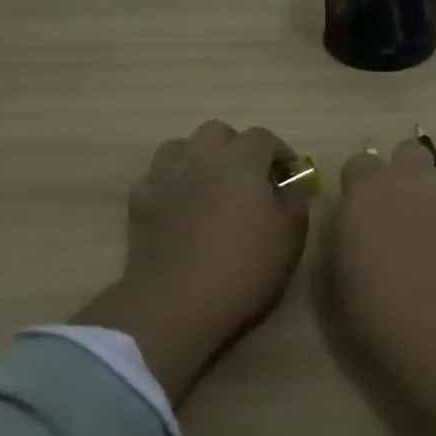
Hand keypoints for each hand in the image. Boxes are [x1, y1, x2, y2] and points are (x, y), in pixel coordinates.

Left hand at [78, 121, 311, 404]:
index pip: (263, 137)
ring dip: (199, 157)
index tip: (288, 171)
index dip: (279, 151)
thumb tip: (290, 183)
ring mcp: (165, 176)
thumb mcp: (291, 235)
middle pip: (218, 132)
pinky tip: (178, 204)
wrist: (177, 303)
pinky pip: (157, 176)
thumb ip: (295, 199)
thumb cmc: (244, 267)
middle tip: (248, 176)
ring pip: (181, 146)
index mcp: (241, 160)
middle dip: (235, 146)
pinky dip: (170, 183)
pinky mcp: (140, 200)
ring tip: (210, 183)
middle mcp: (201, 156)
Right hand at [330, 140, 435, 435]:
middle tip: (391, 212)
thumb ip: (340, 235)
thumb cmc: (379, 310)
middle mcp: (411, 182)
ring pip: (434, 179)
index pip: (358, 164)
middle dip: (398, 173)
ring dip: (424, 197)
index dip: (356, 186)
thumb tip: (348, 220)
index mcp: (368, 191)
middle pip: (405, 152)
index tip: (354, 214)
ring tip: (421, 239)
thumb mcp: (336, 277)